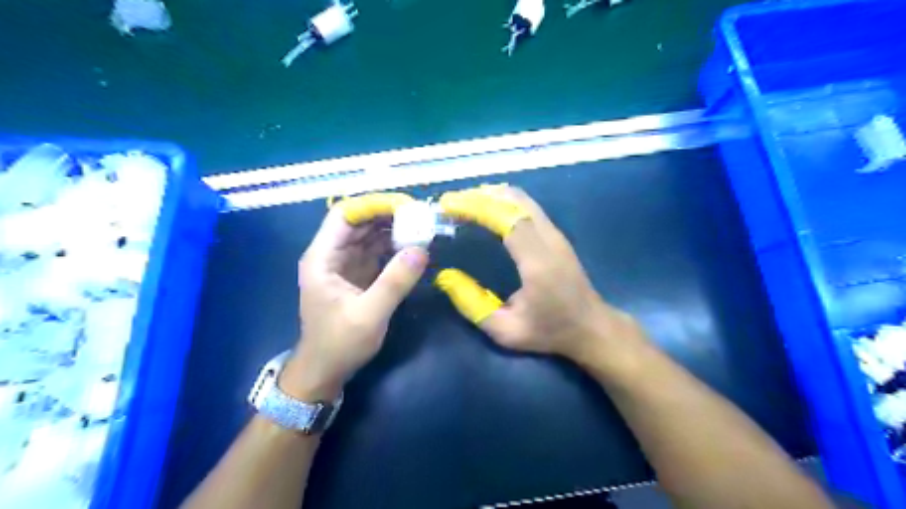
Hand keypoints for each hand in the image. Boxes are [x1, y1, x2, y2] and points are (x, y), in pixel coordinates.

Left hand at [282, 196, 426, 400]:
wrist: (325, 371)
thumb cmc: (339, 344)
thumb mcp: (369, 315)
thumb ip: (394, 282)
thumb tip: (422, 249)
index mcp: (322, 257)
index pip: (345, 215)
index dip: (373, 205)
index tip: (405, 206)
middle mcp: (332, 254)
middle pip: (359, 221)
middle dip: (388, 215)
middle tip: (420, 216)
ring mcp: (345, 264)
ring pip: (369, 234)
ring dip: (394, 229)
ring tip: (422, 228)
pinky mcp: (358, 275)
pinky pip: (377, 251)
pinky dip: (395, 246)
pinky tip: (414, 247)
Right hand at [435, 185, 639, 362]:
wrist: (591, 327)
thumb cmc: (548, 331)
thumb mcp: (505, 330)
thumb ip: (472, 305)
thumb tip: (446, 277)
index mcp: (537, 262)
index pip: (506, 219)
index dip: (476, 206)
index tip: (449, 206)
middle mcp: (549, 240)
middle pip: (513, 201)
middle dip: (479, 196)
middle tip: (451, 203)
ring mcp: (555, 234)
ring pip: (522, 199)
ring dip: (491, 196)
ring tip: (463, 203)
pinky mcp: (556, 234)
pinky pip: (527, 206)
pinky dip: (503, 201)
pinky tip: (487, 209)